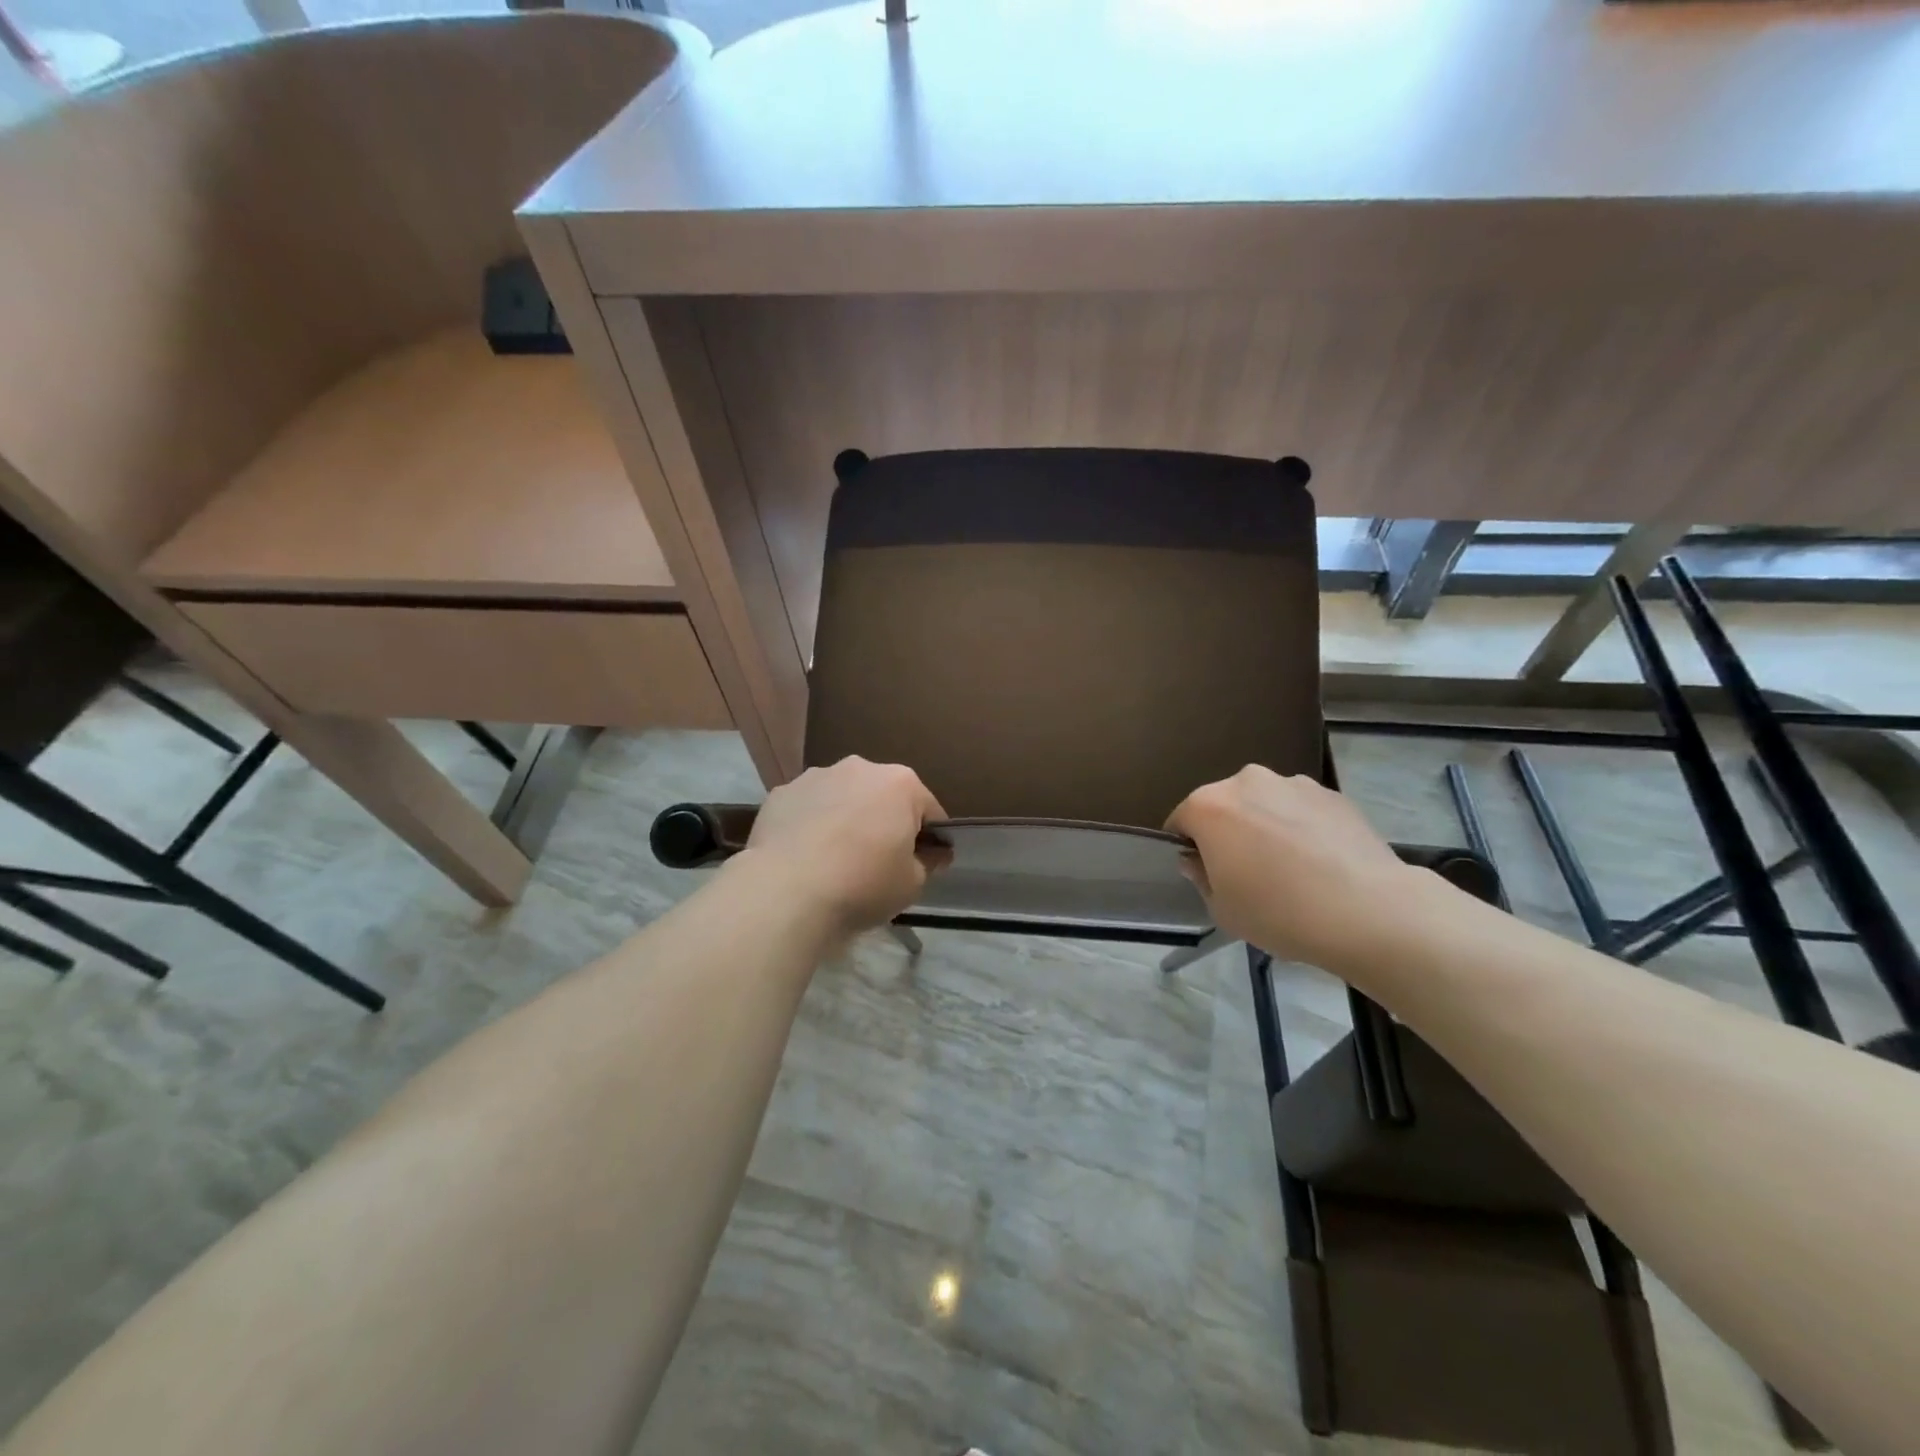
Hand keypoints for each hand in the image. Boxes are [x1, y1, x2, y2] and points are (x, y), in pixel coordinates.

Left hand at [743, 757, 947, 938]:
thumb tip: (928, 855)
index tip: (922, 863)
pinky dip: (810, 824)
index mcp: (901, 783)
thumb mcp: (912, 884)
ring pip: (842, 797)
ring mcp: (816, 776)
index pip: (928, 810)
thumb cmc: (863, 885)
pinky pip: (807, 808)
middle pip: (883, 796)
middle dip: (884, 821)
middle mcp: (860, 768)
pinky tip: (804, 856)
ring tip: (835, 859)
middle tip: (877, 861)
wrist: (786, 892)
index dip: (929, 839)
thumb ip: (926, 862)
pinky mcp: (781, 793)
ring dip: (846, 818)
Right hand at [1166, 766, 1413, 969]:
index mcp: (1209, 806)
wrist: (1369, 911)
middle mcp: (1246, 781)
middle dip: (1228, 832)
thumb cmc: (1280, 912)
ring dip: (1265, 826)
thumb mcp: (1222, 909)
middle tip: (1248, 872)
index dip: (1189, 849)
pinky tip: (1321, 863)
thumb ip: (1201, 877)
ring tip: (1291, 868)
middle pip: (1224, 805)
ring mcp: (1293, 783)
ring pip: (1264, 804)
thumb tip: (1197, 859)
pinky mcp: (1332, 793)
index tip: (1206, 874)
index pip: (1180, 821)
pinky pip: (1301, 809)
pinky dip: (1302, 828)